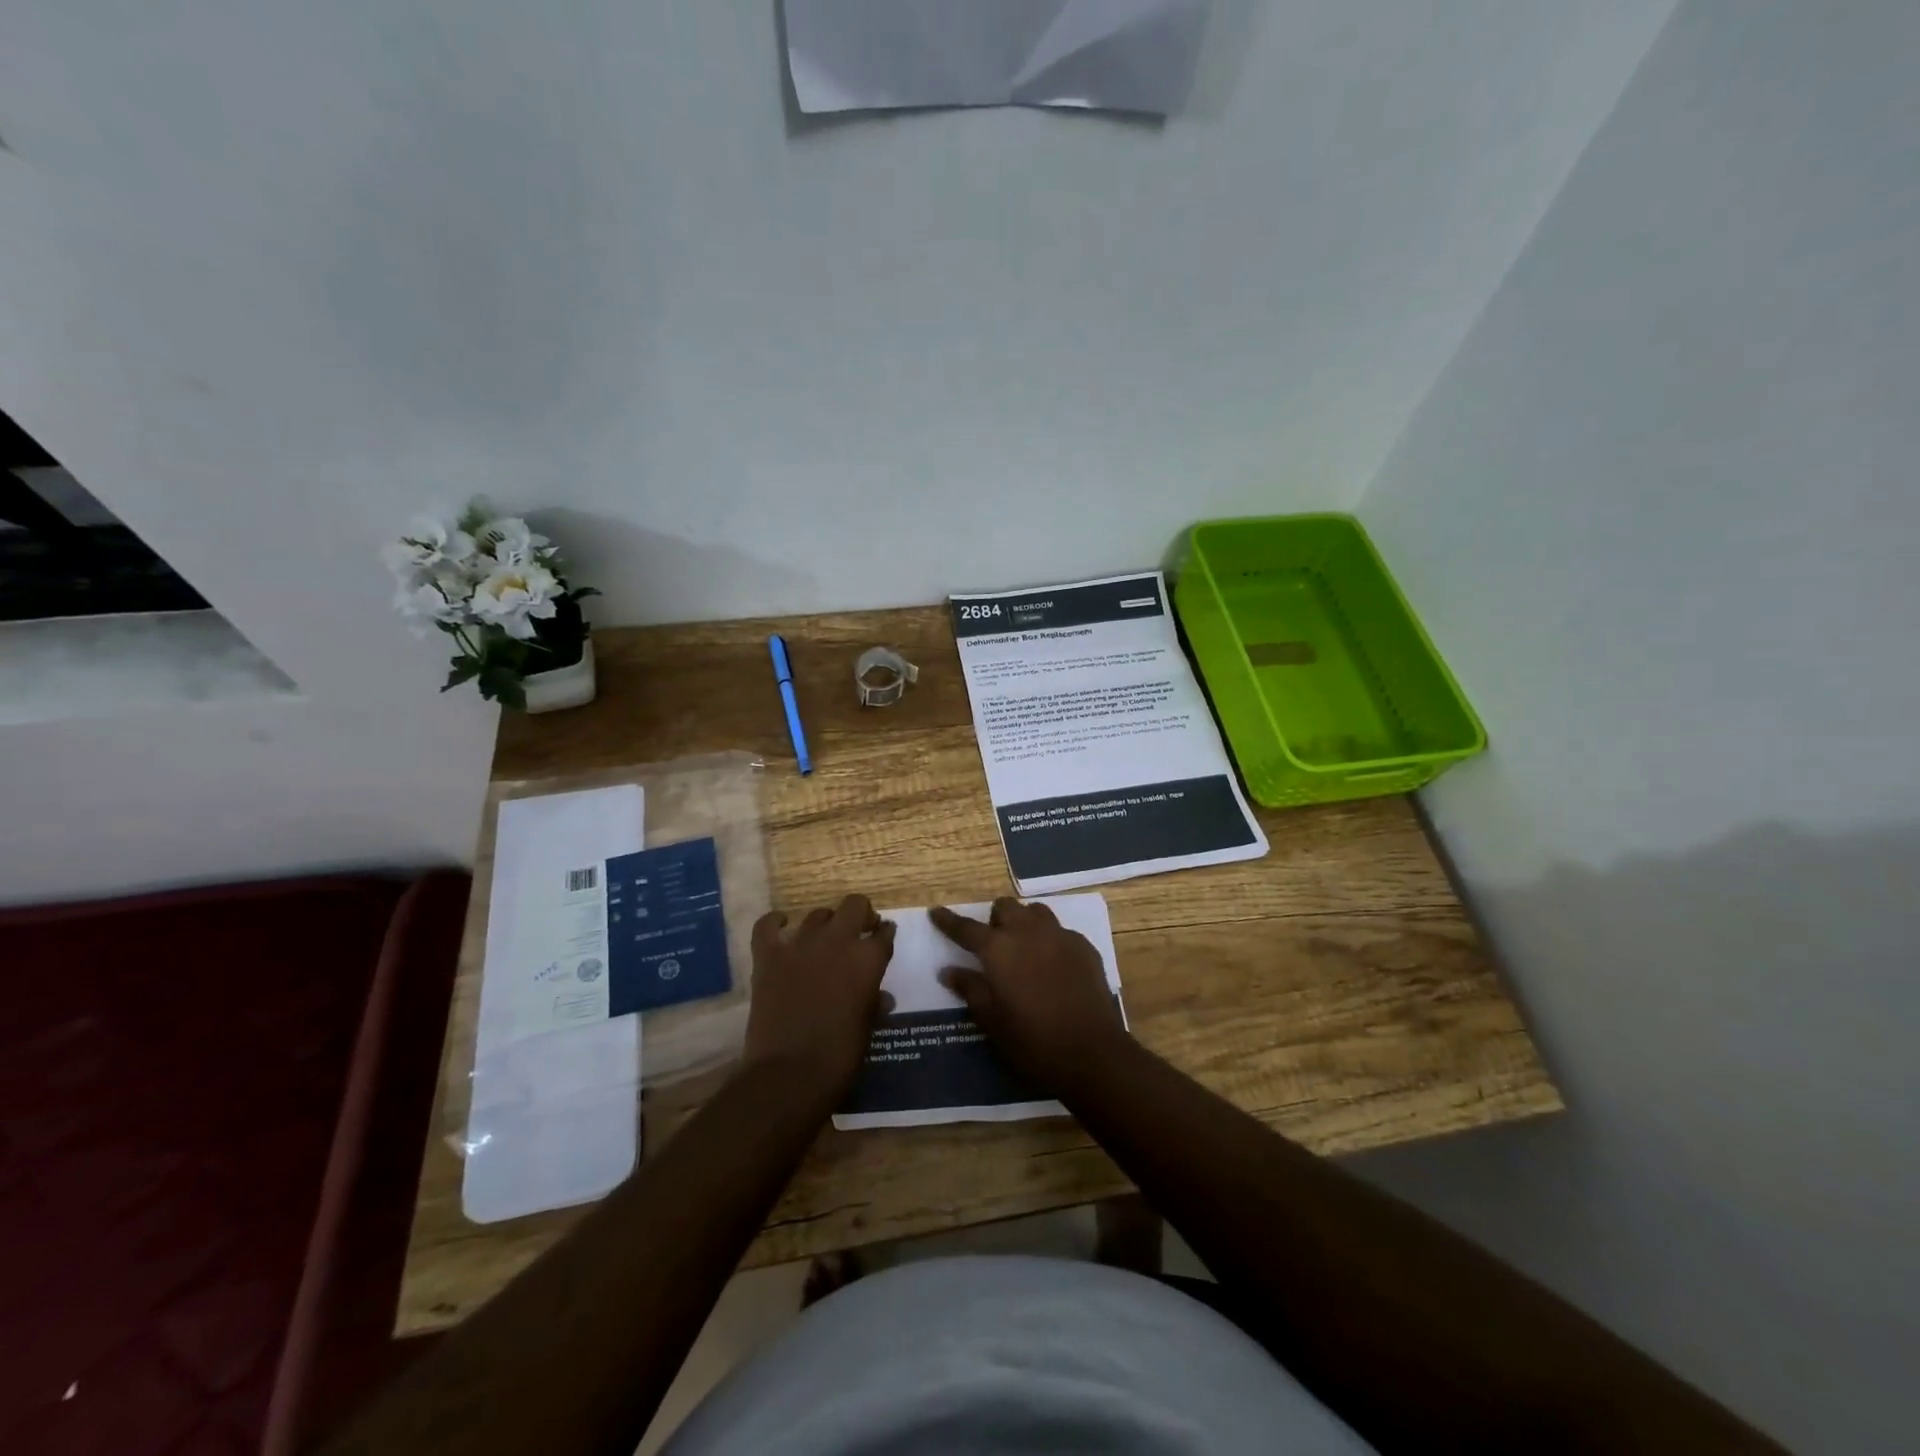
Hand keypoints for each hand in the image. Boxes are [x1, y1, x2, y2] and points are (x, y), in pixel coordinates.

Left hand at [743, 894, 895, 1100]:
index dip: (885, 933)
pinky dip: (775, 922)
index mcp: (867, 960)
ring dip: (825, 923)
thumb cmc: (839, 1057)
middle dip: (860, 914)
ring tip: (823, 939)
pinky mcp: (768, 956)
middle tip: (859, 931)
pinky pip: (768, 925)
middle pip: (854, 906)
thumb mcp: (867, 1029)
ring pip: (817, 914)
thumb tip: (880, 997)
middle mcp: (837, 942)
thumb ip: (874, 1004)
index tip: (883, 936)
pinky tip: (781, 925)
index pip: (884, 933)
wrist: (788, 1075)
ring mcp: (799, 945)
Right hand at [930, 898, 1127, 1091]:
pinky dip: (1050, 940)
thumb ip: (970, 989)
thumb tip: (949, 970)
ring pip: (1035, 912)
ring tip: (1024, 948)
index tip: (936, 912)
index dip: (948, 920)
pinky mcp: (1084, 946)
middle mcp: (1028, 932)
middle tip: (993, 944)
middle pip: (1005, 908)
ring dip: (1024, 922)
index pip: (966, 928)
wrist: (1091, 1052)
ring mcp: (1060, 936)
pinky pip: (1060, 931)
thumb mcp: (991, 1021)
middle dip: (995, 919)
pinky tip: (1053, 965)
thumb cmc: (1032, 1041)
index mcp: (998, 949)